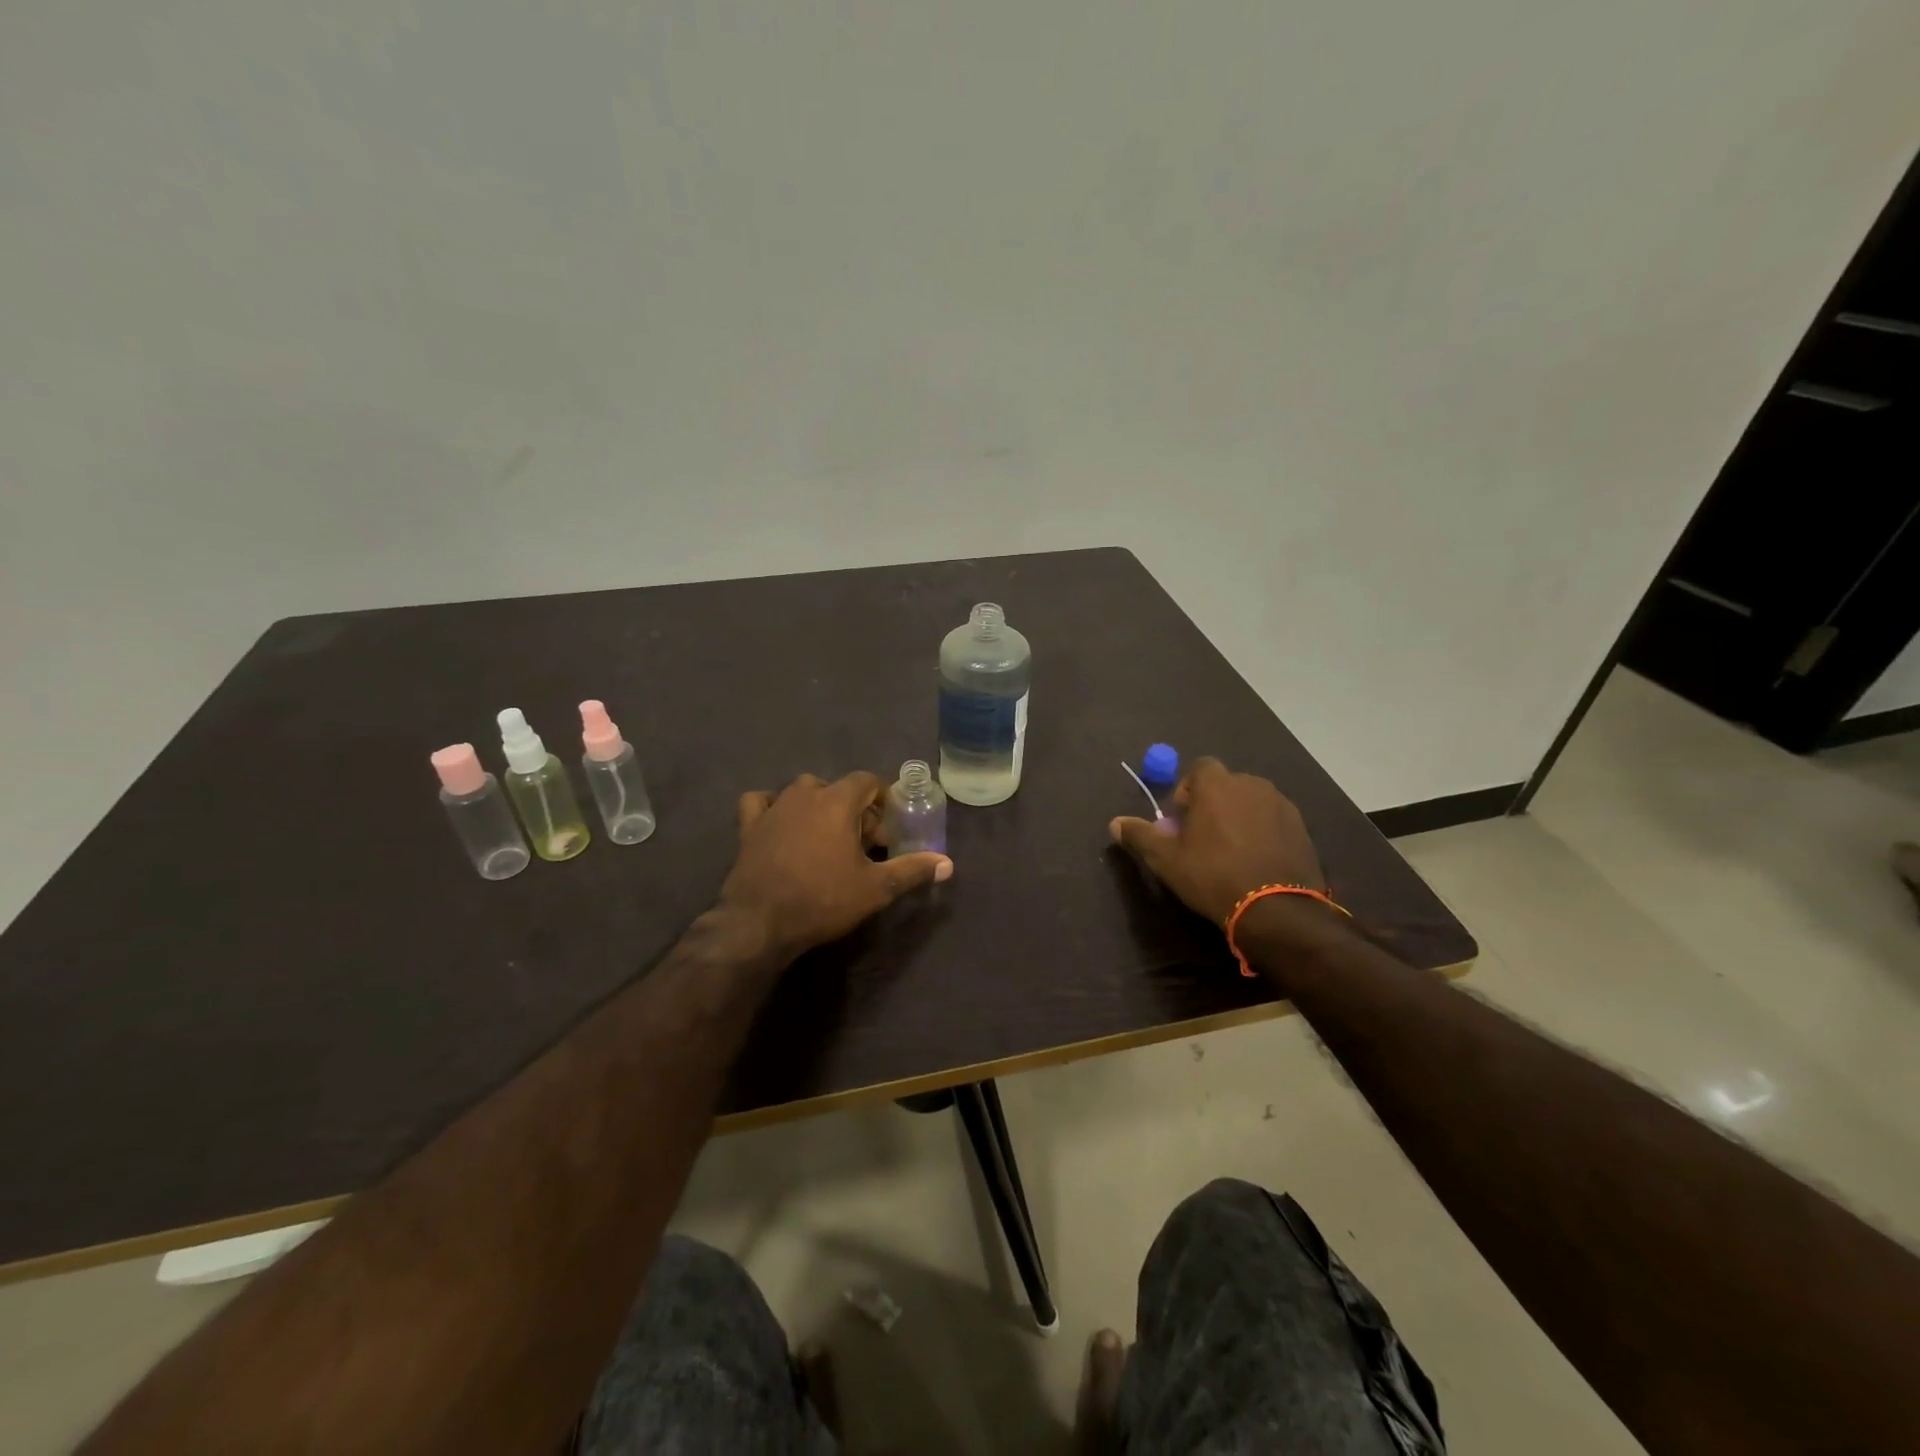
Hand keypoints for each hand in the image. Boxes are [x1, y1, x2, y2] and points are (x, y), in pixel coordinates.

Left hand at [720, 771, 952, 960]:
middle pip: (837, 788)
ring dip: (818, 807)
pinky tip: (781, 825)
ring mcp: (773, 807)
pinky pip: (762, 802)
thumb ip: (912, 870)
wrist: (759, 922)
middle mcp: (804, 794)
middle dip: (853, 809)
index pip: (867, 780)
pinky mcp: (749, 826)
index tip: (886, 831)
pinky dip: (773, 807)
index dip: (881, 801)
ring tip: (826, 838)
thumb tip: (948, 864)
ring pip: (802, 792)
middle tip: (862, 844)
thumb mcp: (875, 888)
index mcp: (837, 801)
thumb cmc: (823, 899)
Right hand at [1109, 757, 1322, 923]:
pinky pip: (1273, 820)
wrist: (1276, 909)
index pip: (1199, 768)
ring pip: (1251, 801)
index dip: (1187, 790)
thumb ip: (1139, 835)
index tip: (1182, 820)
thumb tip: (1114, 823)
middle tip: (1203, 838)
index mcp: (1217, 785)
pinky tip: (1256, 860)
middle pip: (1226, 784)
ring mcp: (1281, 804)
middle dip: (1212, 803)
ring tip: (1231, 851)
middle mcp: (1251, 784)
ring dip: (1239, 816)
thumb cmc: (1212, 876)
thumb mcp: (1166, 859)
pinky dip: (1262, 831)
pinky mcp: (1301, 827)